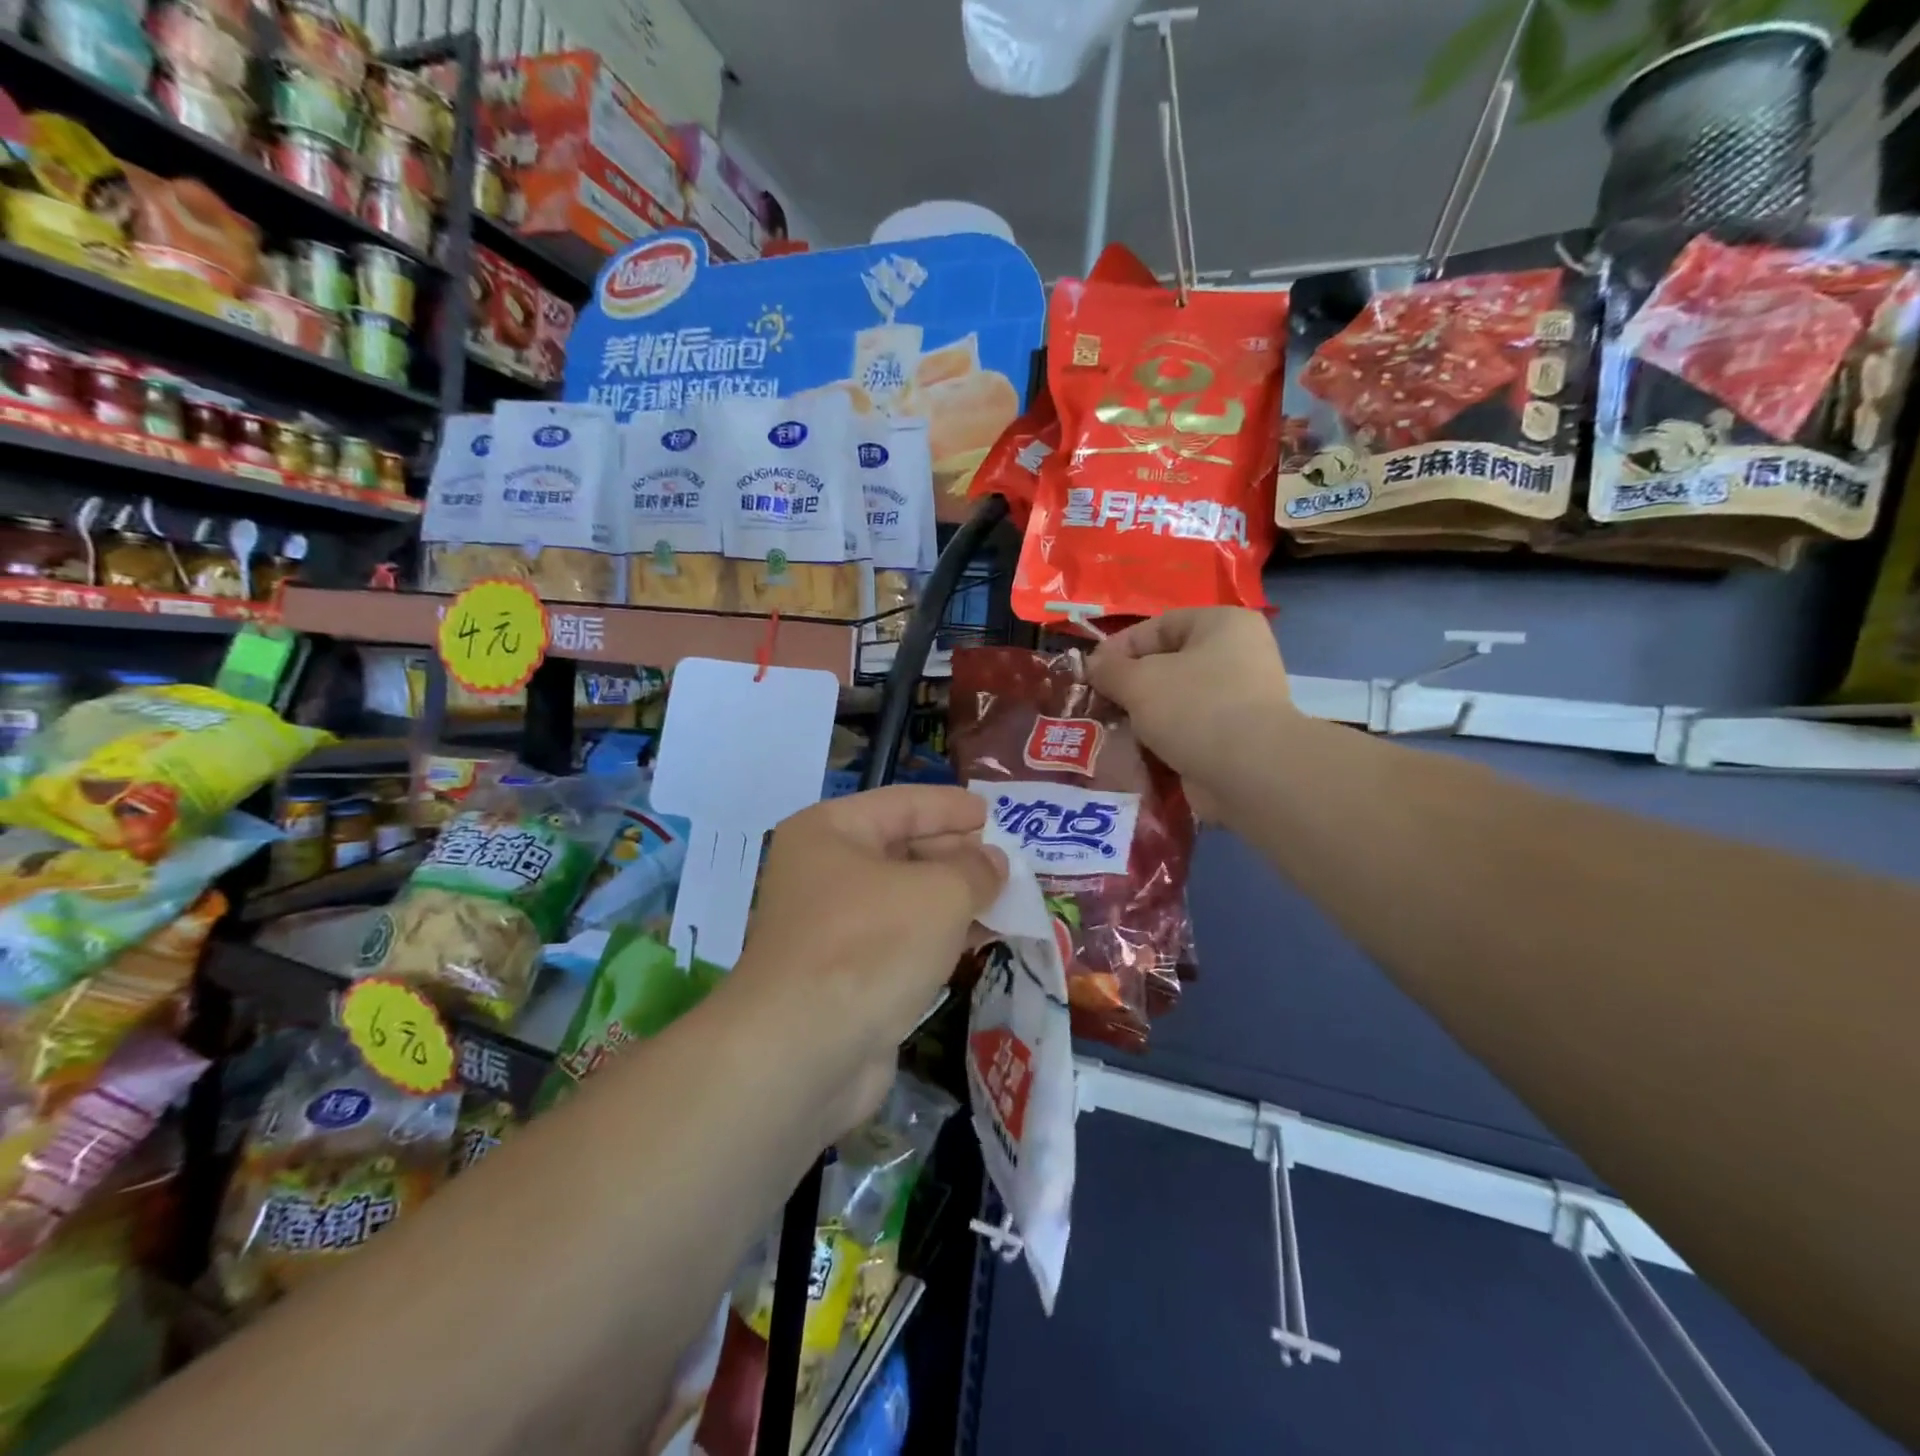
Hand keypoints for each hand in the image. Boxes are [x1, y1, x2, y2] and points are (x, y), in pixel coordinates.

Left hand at [727, 786, 1006, 1137]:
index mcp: (830, 832)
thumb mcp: (939, 893)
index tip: (994, 813)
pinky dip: (940, 936)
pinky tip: (982, 939)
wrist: (803, 1053)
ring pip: (905, 899)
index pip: (903, 804)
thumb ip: (975, 870)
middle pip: (902, 849)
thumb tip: (994, 863)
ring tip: (1008, 897)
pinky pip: (902, 940)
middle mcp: (823, 872)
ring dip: (955, 899)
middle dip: (958, 855)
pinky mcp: (845, 975)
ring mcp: (831, 927)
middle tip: (1010, 860)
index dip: (952, 807)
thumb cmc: (871, 946)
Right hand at [1086, 608, 1294, 819]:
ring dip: (1143, 715)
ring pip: (1176, 700)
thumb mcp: (1139, 681)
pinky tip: (1136, 751)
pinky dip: (1163, 739)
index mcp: (1222, 624)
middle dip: (1129, 685)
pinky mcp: (1237, 738)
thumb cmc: (1194, 708)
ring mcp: (1241, 699)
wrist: (1249, 773)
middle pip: (1167, 664)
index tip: (1089, 673)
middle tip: (1097, 703)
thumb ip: (1109, 669)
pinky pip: (1189, 730)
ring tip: (1110, 729)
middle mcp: (1238, 655)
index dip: (1118, 648)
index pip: (1158, 626)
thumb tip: (1093, 665)